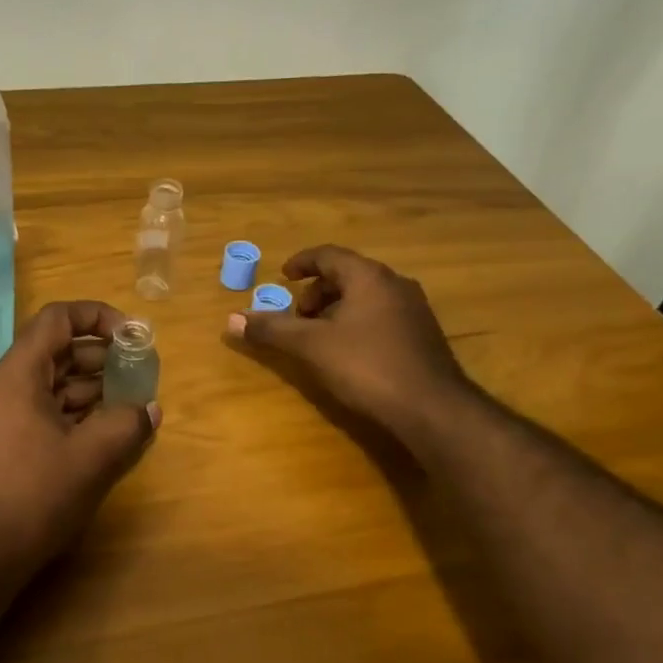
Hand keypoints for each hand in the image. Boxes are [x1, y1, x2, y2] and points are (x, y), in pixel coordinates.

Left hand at [0, 301, 159, 583]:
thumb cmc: (36, 494)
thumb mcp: (93, 455)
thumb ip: (128, 423)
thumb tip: (149, 409)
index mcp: (18, 375)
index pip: (57, 319)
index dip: (97, 316)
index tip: (131, 336)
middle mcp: (5, 386)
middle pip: (58, 350)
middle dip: (102, 356)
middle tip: (139, 372)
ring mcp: (4, 415)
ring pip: (54, 383)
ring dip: (93, 386)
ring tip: (131, 401)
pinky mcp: (8, 441)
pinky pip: (46, 410)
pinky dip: (77, 411)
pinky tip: (108, 428)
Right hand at [225, 245, 474, 442]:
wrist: (431, 408)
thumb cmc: (366, 366)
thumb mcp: (310, 346)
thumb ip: (272, 329)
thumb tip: (231, 319)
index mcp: (369, 277)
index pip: (329, 255)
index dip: (301, 262)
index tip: (283, 276)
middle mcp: (395, 284)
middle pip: (348, 275)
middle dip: (317, 292)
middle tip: (297, 316)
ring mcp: (413, 310)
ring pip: (366, 297)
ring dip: (336, 309)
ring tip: (318, 337)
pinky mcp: (422, 335)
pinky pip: (381, 316)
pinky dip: (357, 323)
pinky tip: (348, 353)